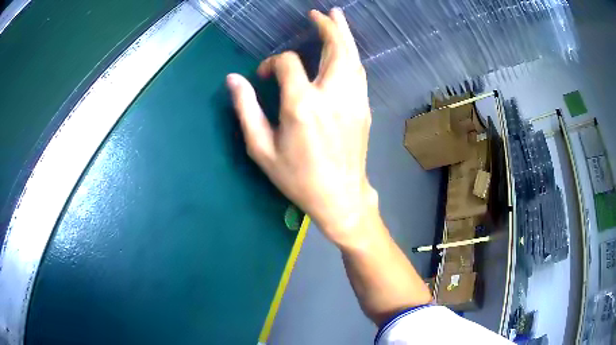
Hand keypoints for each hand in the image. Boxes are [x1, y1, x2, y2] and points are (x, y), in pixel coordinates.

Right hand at [227, 8, 376, 246]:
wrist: (340, 196)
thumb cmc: (298, 178)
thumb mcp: (262, 149)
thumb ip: (246, 110)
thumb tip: (233, 79)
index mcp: (302, 105)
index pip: (288, 63)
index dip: (273, 63)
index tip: (264, 75)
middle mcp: (332, 96)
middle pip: (335, 48)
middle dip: (327, 27)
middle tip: (319, 13)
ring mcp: (353, 101)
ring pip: (352, 57)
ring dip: (344, 35)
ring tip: (337, 18)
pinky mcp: (363, 108)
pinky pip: (358, 73)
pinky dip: (351, 55)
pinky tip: (346, 50)